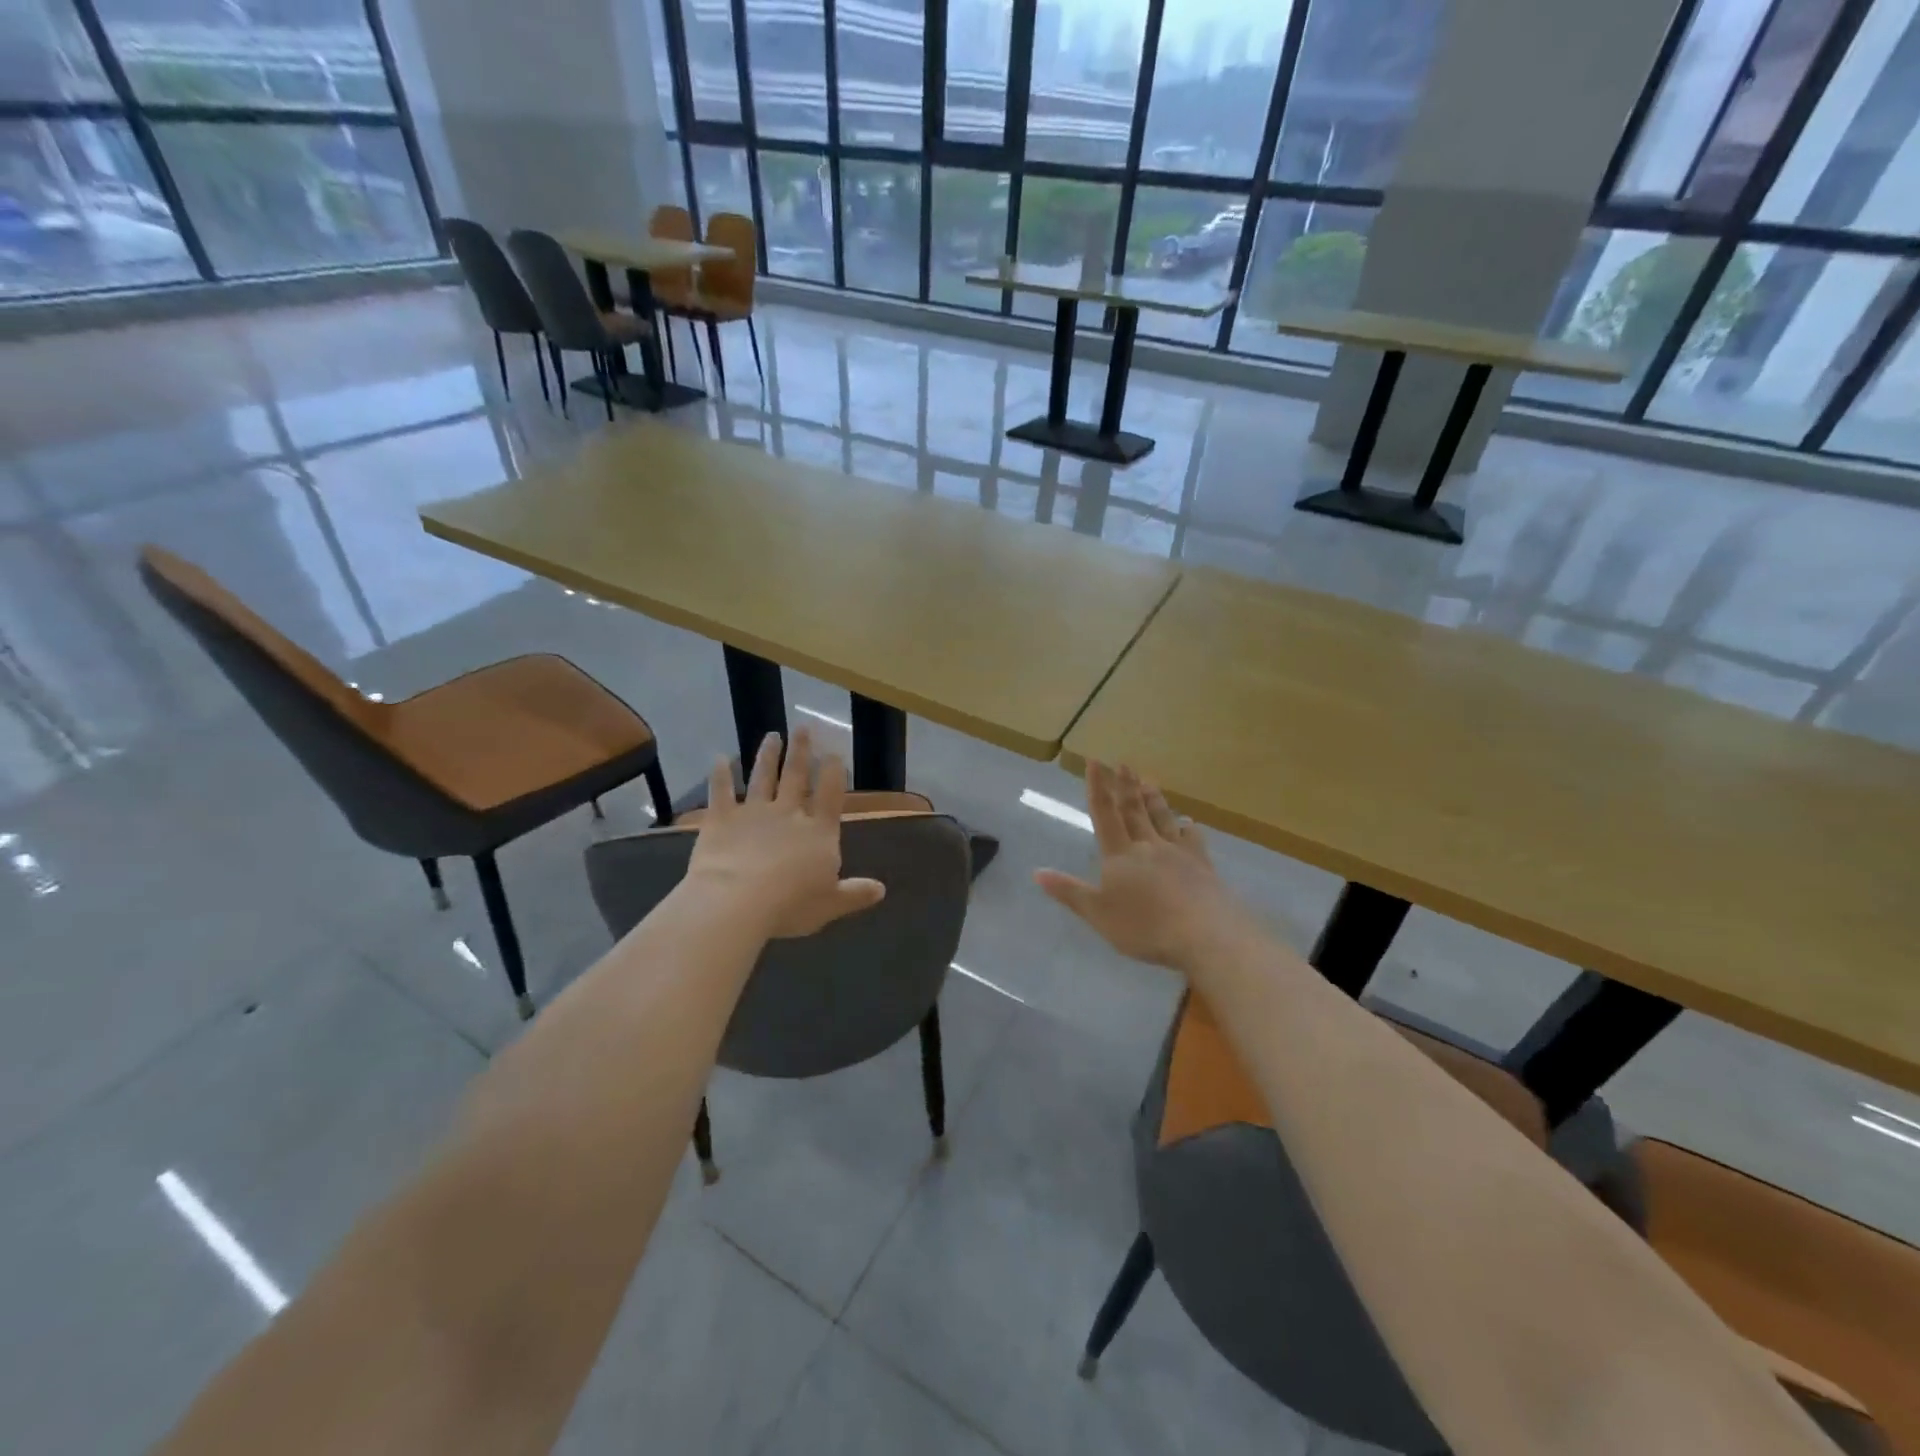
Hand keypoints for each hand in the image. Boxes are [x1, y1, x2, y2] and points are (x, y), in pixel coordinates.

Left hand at [686, 728, 885, 938]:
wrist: (737, 901)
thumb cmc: (790, 904)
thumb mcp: (831, 904)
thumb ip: (854, 893)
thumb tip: (881, 889)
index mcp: (818, 832)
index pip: (830, 795)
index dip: (833, 772)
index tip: (834, 751)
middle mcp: (789, 814)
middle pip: (796, 777)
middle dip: (801, 751)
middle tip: (803, 727)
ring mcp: (753, 813)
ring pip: (762, 777)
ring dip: (767, 755)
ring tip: (772, 735)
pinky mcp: (722, 819)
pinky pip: (721, 791)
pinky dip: (721, 774)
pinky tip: (720, 758)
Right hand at [1034, 762, 1251, 970]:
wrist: (1205, 934)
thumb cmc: (1145, 926)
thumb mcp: (1098, 914)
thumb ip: (1069, 892)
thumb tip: (1037, 872)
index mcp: (1120, 855)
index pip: (1105, 814)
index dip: (1098, 788)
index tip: (1095, 762)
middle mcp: (1148, 846)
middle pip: (1134, 810)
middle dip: (1126, 786)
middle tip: (1123, 764)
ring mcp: (1178, 853)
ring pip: (1163, 818)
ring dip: (1154, 799)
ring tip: (1150, 782)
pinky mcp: (1203, 866)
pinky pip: (1193, 840)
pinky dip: (1188, 829)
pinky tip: (1189, 824)